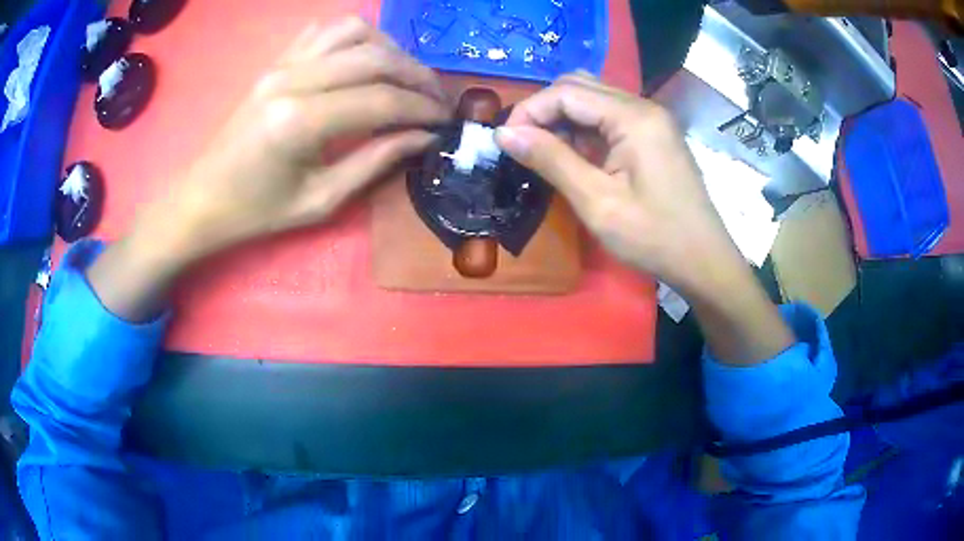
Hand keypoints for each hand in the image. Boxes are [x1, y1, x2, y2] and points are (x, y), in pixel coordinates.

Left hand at [87, 17, 451, 321]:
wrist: (201, 198)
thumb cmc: (255, 212)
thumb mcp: (319, 201)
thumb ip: (374, 163)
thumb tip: (422, 138)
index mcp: (299, 121)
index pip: (380, 100)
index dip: (421, 109)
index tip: (446, 122)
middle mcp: (292, 79)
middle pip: (374, 58)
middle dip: (417, 76)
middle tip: (436, 100)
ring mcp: (281, 64)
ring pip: (353, 32)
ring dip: (390, 50)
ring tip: (405, 77)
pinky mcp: (275, 62)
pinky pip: (324, 31)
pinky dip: (356, 38)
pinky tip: (366, 60)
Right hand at [495, 73, 793, 364]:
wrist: (704, 261)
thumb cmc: (654, 238)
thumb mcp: (597, 203)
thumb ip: (551, 160)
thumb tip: (503, 133)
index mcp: (633, 117)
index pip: (566, 92)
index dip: (529, 110)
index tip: (506, 142)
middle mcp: (643, 106)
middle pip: (579, 86)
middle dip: (544, 110)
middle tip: (524, 146)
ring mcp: (652, 119)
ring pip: (593, 99)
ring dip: (563, 119)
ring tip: (546, 153)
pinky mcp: (654, 135)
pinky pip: (609, 117)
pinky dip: (584, 129)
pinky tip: (575, 156)